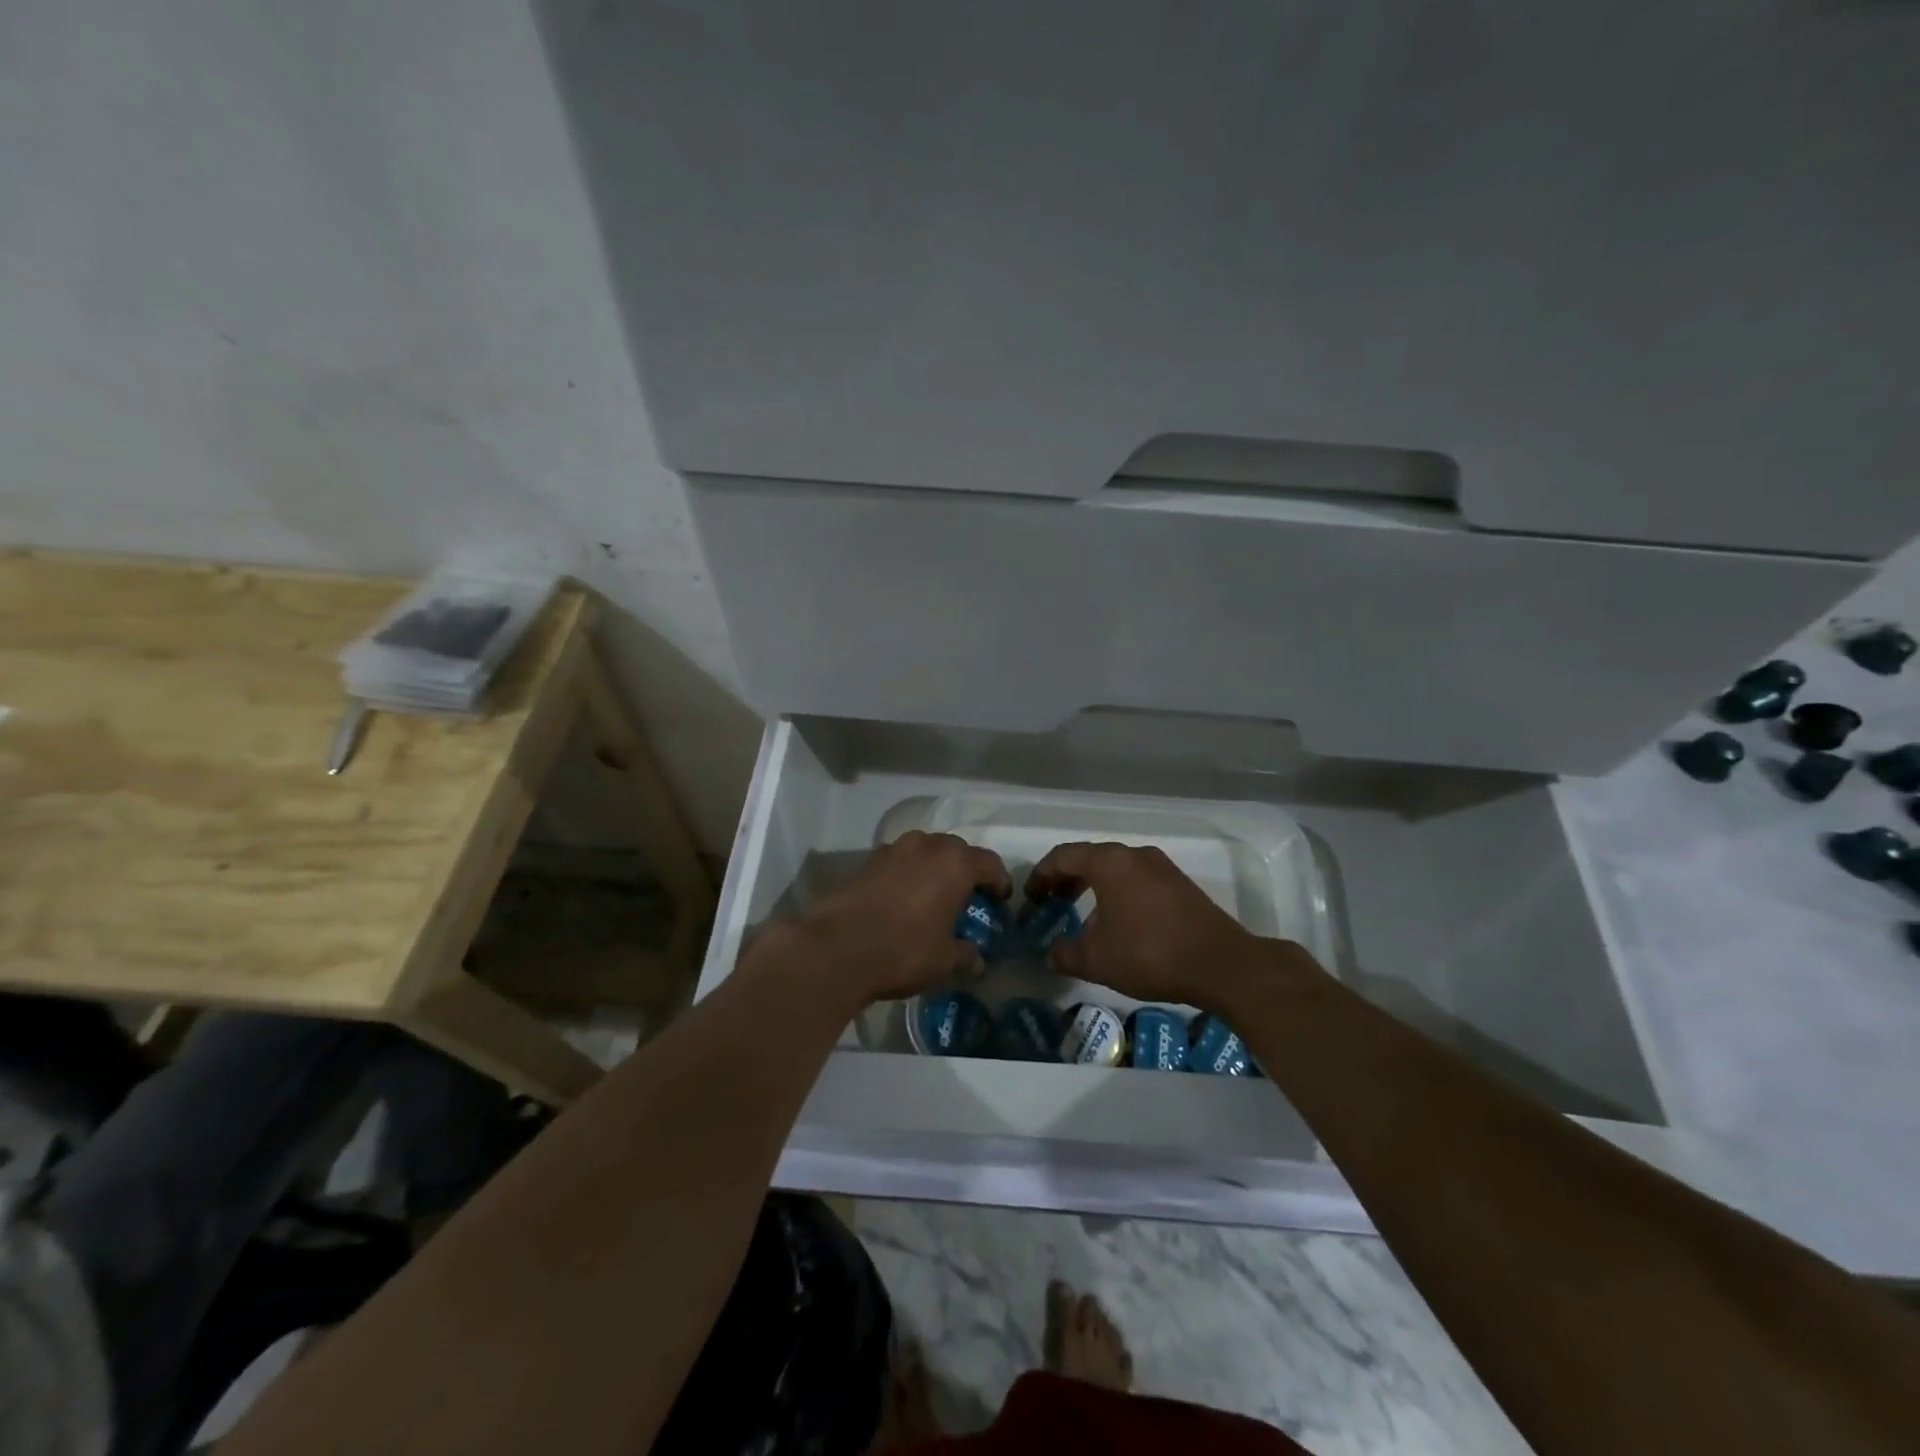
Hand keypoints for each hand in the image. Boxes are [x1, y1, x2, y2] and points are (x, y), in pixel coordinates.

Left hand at [762, 831, 1012, 1007]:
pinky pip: (900, 861)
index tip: (1000, 900)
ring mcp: (893, 850)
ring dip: (934, 867)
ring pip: (925, 850)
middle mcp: (926, 846)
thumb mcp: (944, 960)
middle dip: (966, 870)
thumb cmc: (903, 950)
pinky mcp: (867, 862)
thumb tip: (978, 961)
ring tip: (934, 895)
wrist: (837, 948)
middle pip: (956, 850)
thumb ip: (965, 955)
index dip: (999, 881)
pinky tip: (904, 899)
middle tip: (968, 896)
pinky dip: (908, 874)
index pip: (989, 863)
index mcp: (955, 863)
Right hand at [1025, 842, 1271, 1007]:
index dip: (1041, 875)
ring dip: (1094, 887)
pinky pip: (1138, 880)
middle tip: (1052, 902)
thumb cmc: (1149, 953)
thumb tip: (1050, 955)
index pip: (1063, 856)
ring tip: (1085, 917)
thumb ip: (1065, 954)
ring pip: (1116, 869)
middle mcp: (1134, 855)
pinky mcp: (1181, 884)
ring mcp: (1162, 867)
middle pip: (1090, 858)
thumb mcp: (1097, 960)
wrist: (1221, 963)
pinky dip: (1119, 893)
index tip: (1030, 897)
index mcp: (1109, 862)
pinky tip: (1120, 925)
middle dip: (1067, 879)